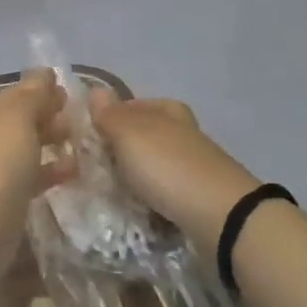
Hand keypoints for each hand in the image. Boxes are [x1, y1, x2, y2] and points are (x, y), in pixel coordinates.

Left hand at [0, 72, 74, 266]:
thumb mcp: (15, 122)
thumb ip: (31, 96)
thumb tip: (44, 72)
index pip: (16, 97)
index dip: (41, 91)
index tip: (71, 91)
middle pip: (20, 123)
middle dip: (48, 117)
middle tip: (81, 119)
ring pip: (26, 151)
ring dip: (51, 144)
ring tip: (84, 144)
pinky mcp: (5, 204)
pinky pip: (31, 179)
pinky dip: (50, 172)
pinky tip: (73, 174)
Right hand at [88, 90, 258, 245]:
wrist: (220, 216)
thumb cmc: (168, 167)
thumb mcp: (130, 134)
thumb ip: (110, 114)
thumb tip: (95, 90)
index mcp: (167, 110)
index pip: (130, 105)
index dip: (108, 119)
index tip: (86, 139)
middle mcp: (182, 132)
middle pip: (141, 136)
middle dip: (118, 150)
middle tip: (92, 168)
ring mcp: (191, 164)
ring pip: (151, 164)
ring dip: (132, 176)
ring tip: (109, 191)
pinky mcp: (196, 194)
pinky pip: (162, 190)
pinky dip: (148, 196)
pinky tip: (135, 208)